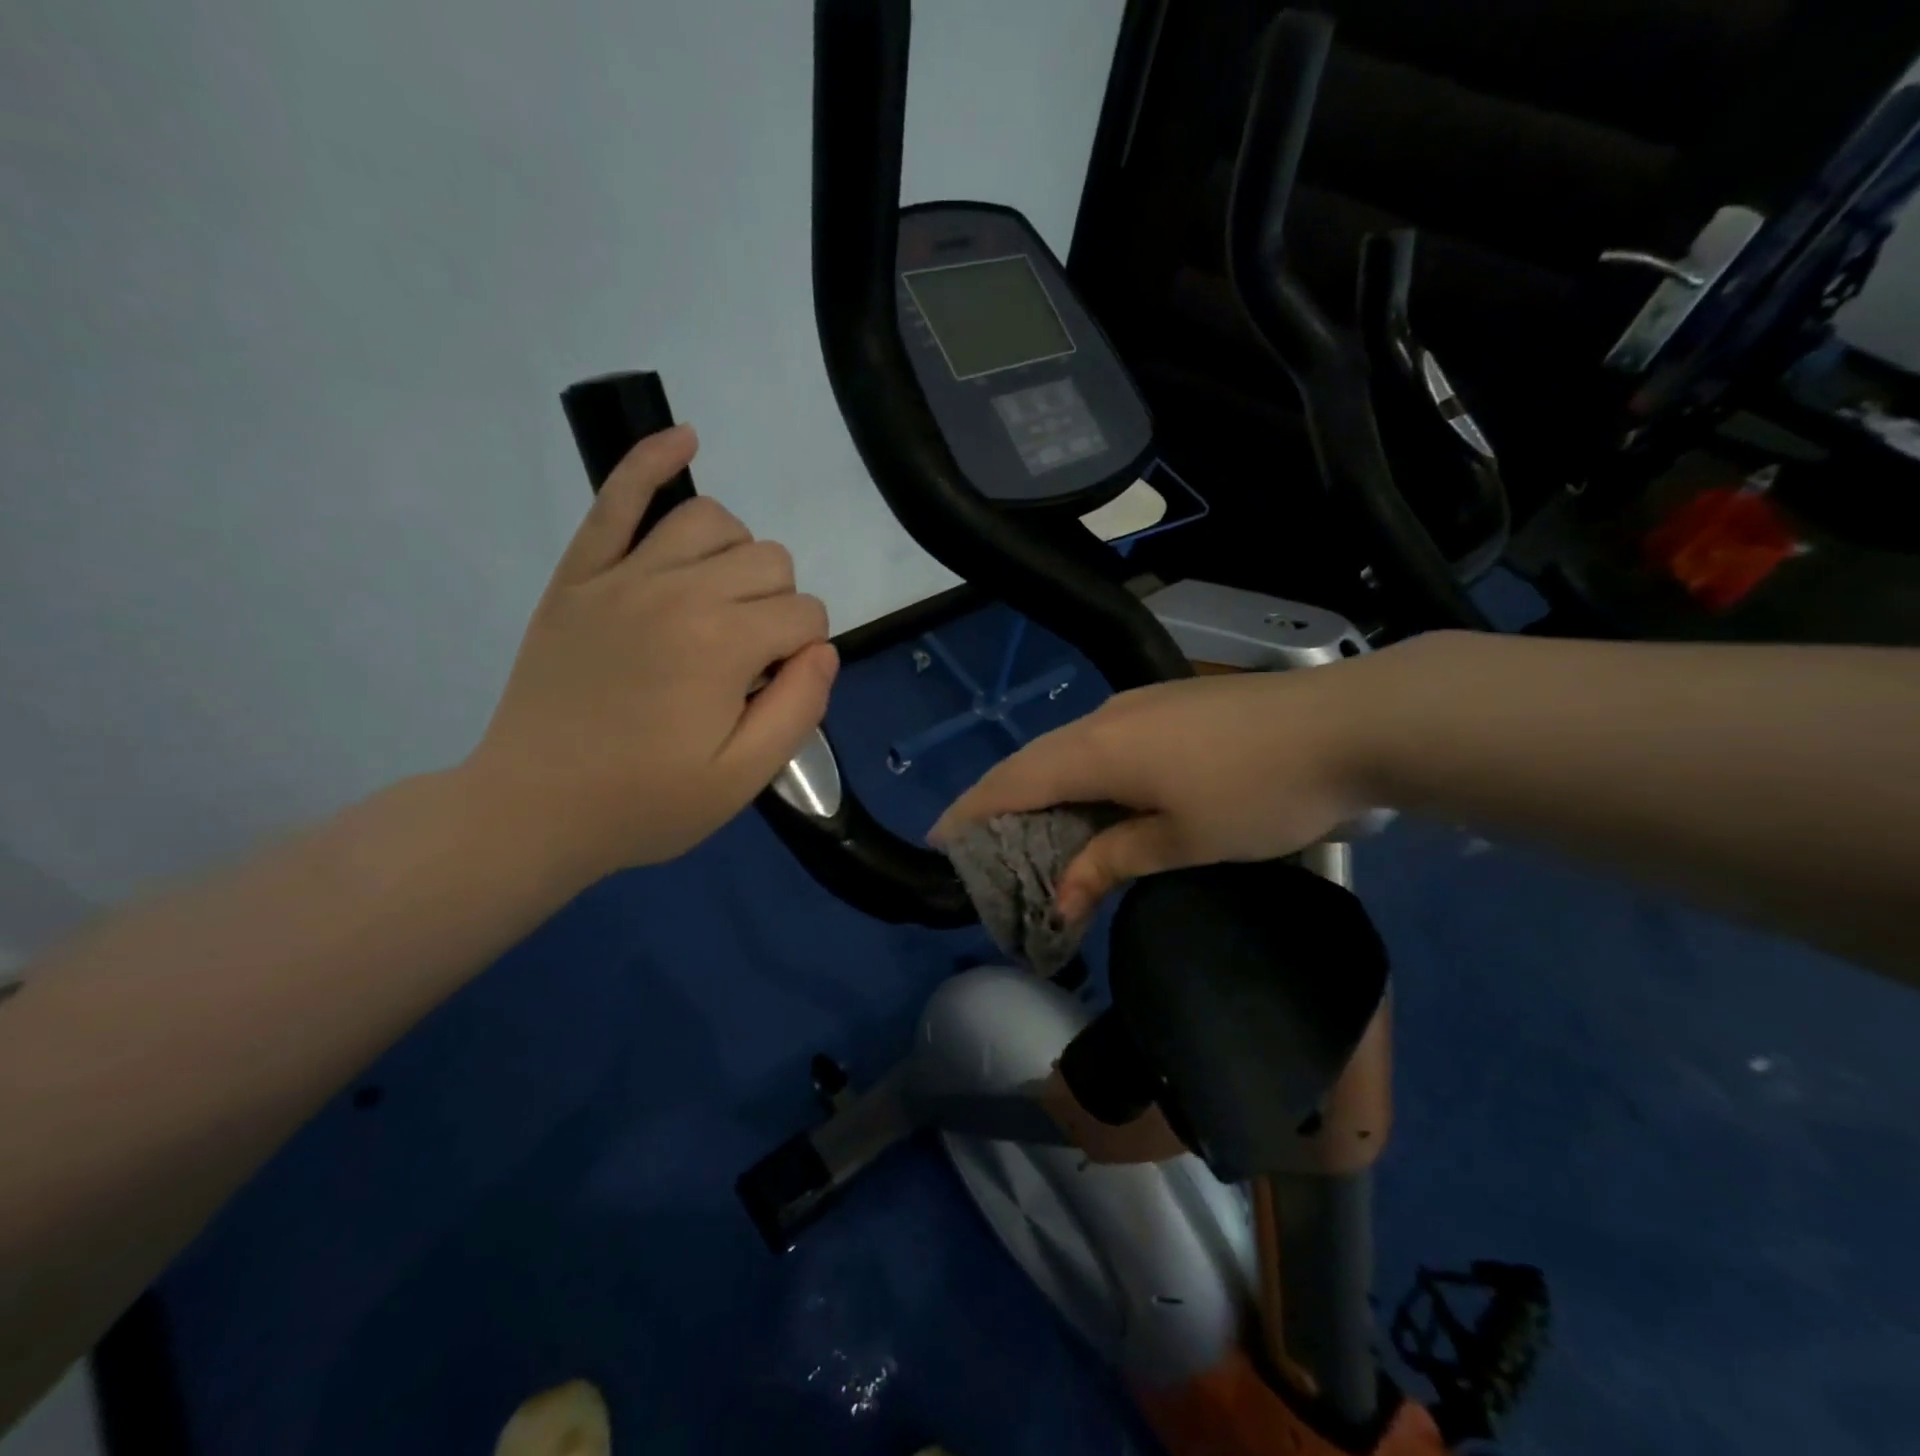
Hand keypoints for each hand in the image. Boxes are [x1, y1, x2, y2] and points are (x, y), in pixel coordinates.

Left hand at [468, 425, 837, 884]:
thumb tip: (823, 649)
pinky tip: (683, 439)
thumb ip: (800, 707)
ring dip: (738, 556)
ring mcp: (622, 575)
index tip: (774, 691)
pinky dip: (652, 459)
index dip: (806, 653)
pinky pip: (616, 497)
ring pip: (712, 521)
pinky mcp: (580, 574)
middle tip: (749, 661)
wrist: (533, 808)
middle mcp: (678, 590)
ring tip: (724, 600)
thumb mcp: (743, 777)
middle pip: (770, 561)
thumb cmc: (646, 801)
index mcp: (723, 643)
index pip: (806, 615)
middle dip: (779, 607)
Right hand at [931, 666, 1381, 920]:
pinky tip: (1093, 801)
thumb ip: (1112, 860)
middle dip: (1001, 804)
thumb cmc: (1260, 792)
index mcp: (1096, 750)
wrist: (1347, 723)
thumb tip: (1061, 896)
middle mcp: (1104, 718)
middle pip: (1032, 761)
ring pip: (1067, 750)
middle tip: (985, 848)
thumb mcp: (1183, 840)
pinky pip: (1100, 742)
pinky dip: (1079, 776)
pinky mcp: (1167, 704)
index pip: (1012, 782)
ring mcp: (1137, 704)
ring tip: (1034, 833)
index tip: (939, 839)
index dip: (971, 810)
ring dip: (1044, 790)